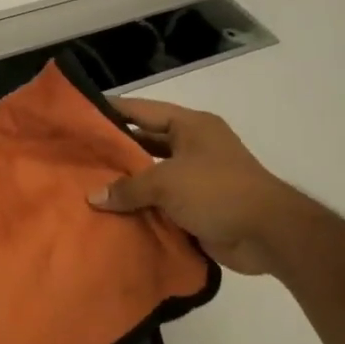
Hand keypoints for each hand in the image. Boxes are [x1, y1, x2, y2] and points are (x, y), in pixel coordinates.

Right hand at [88, 98, 305, 275]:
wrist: (267, 234)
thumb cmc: (217, 191)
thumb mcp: (166, 182)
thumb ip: (128, 188)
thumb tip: (93, 197)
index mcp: (190, 126)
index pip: (142, 110)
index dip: (111, 110)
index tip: (79, 113)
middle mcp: (193, 146)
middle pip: (145, 142)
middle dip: (114, 151)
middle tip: (77, 155)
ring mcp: (196, 177)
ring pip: (151, 175)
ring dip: (126, 184)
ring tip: (86, 186)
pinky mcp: (197, 206)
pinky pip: (161, 202)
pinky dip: (140, 208)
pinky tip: (111, 214)